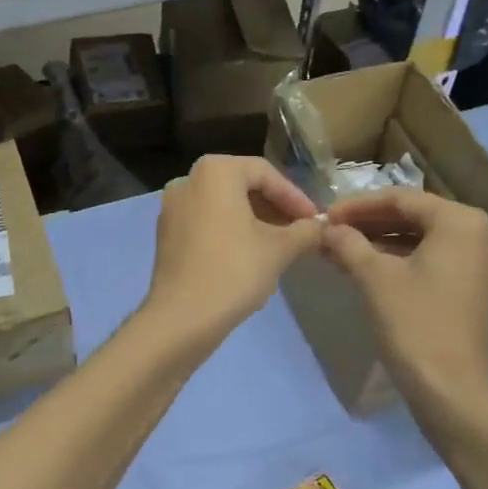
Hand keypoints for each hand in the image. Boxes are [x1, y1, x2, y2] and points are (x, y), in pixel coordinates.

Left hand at [147, 155, 322, 340]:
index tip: (315, 220)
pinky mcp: (166, 232)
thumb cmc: (234, 271)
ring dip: (255, 220)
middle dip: (275, 208)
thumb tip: (320, 227)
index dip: (295, 197)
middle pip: (243, 186)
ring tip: (281, 245)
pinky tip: (250, 255)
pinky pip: (206, 221)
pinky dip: (230, 231)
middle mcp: (188, 179)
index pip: (266, 173)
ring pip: (224, 205)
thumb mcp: (280, 249)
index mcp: (215, 171)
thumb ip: (305, 231)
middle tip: (300, 231)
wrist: (182, 317)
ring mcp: (172, 206)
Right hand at [321, 189, 487, 415]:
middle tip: (330, 230)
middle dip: (368, 223)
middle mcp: (477, 235)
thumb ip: (348, 243)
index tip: (324, 215)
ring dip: (379, 242)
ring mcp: (477, 264)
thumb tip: (326, 228)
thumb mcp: (374, 278)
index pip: (400, 198)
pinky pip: (429, 261)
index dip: (357, 206)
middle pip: (412, 217)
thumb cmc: (415, 324)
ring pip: (419, 239)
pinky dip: (397, 260)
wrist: (452, 392)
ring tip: (339, 248)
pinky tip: (362, 268)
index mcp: (460, 222)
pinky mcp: (470, 289)